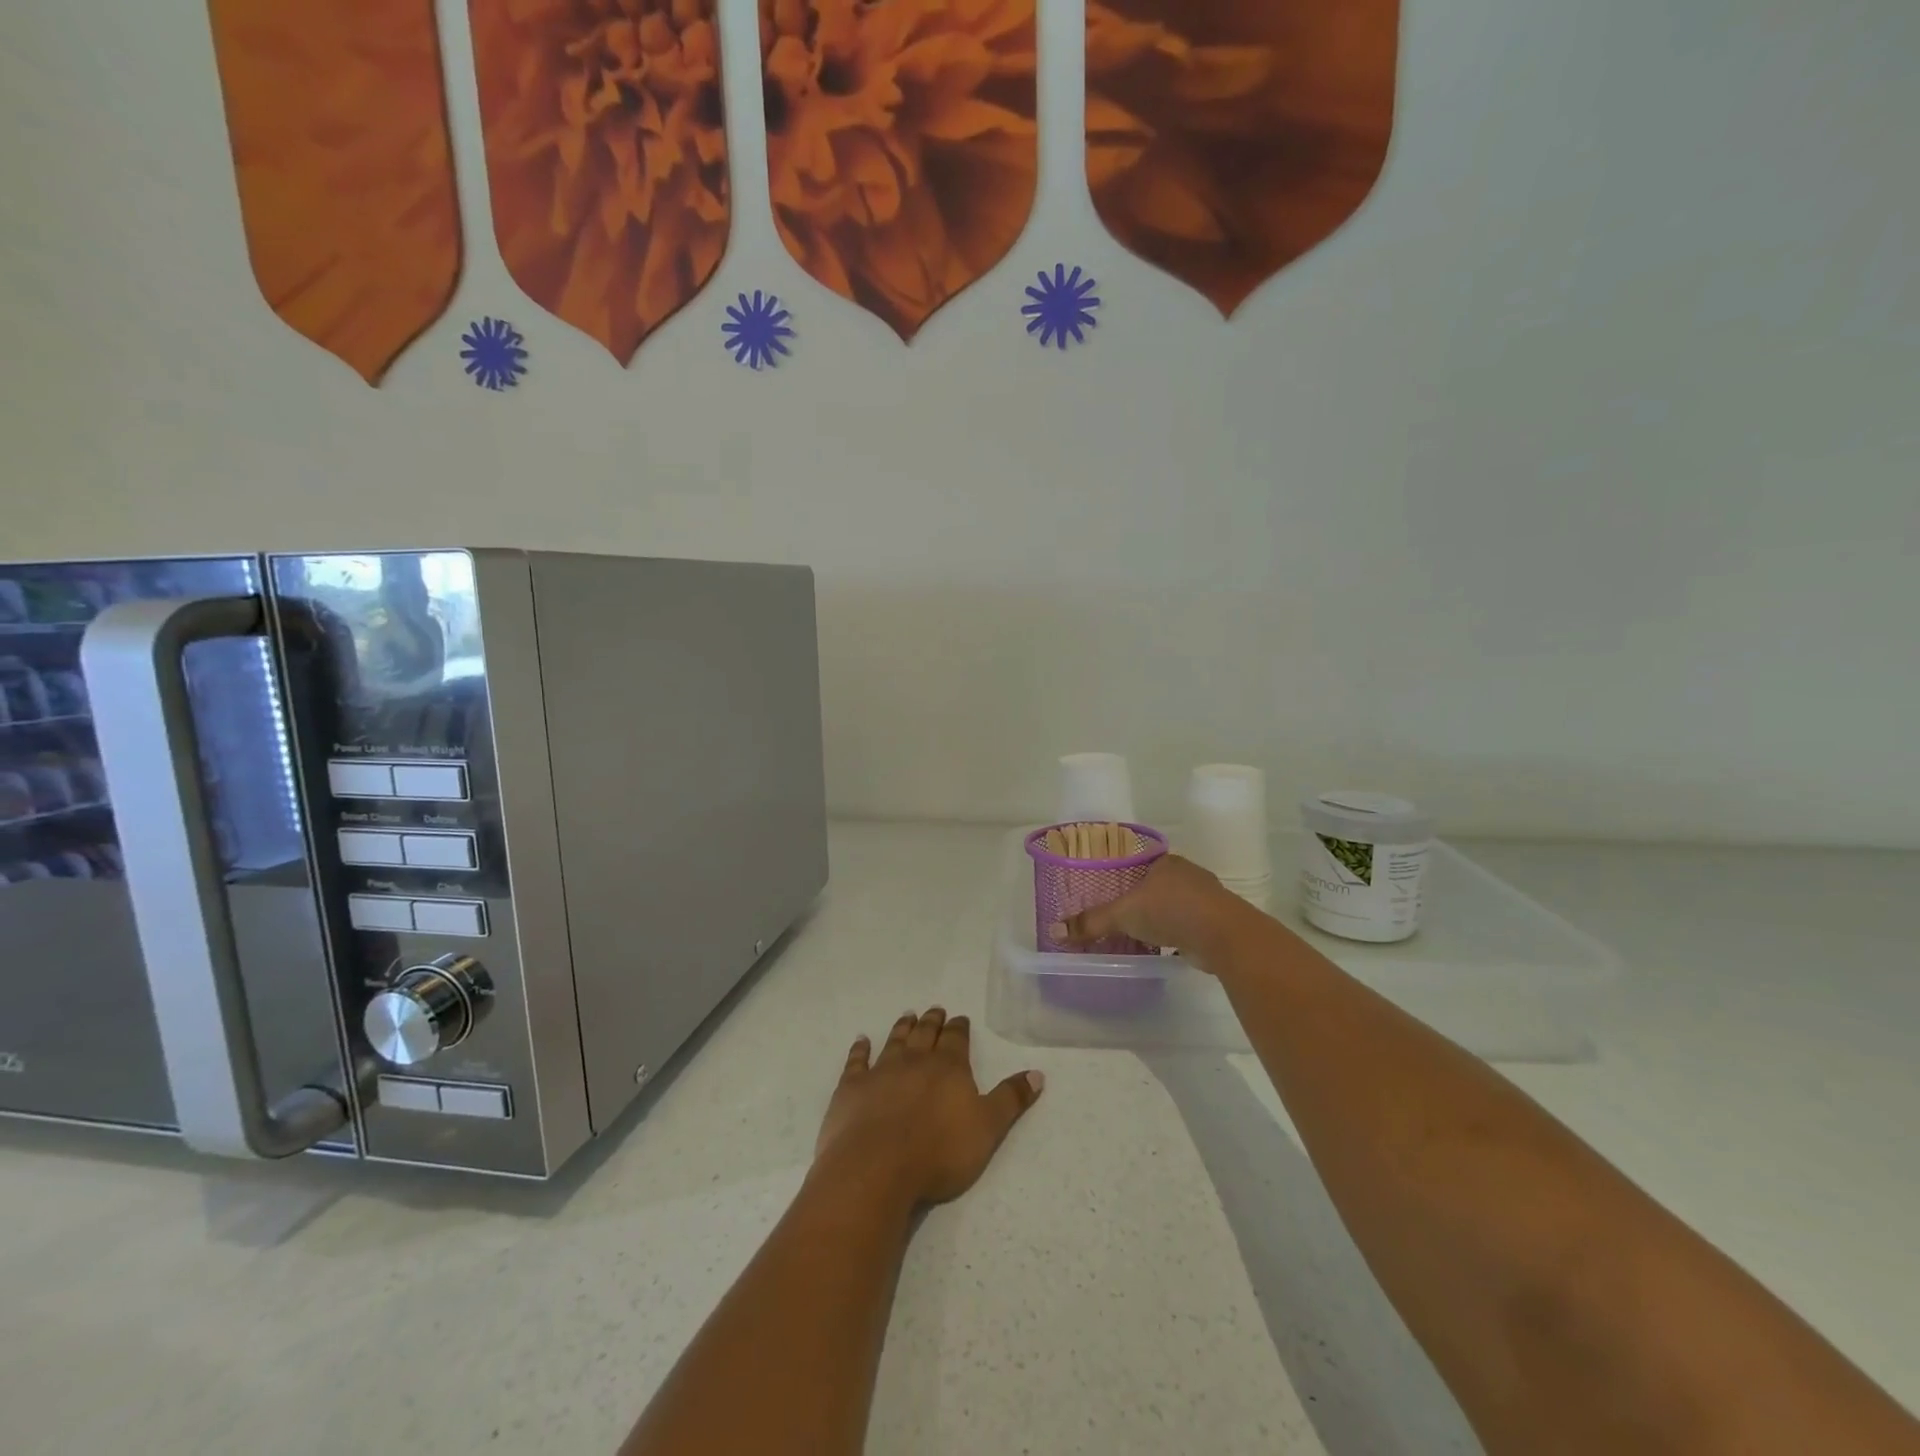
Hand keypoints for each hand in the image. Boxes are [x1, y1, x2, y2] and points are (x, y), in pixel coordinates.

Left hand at [813, 1009, 1043, 1210]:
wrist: (877, 1168)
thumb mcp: (988, 1129)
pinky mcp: (852, 1087)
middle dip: (932, 1021)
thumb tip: (1038, 1073)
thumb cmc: (939, 1152)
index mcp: (949, 1067)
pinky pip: (857, 1061)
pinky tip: (861, 1040)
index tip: (960, 1018)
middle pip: (925, 1033)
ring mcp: (881, 1071)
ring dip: (902, 1028)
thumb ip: (1011, 1099)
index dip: (959, 1028)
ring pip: (894, 1040)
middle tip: (934, 1010)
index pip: (956, 1038)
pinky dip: (860, 1049)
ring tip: (908, 1015)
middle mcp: (915, 1060)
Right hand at [1052, 854, 1262, 969]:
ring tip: (1140, 933)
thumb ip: (1091, 922)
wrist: (1224, 935)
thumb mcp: (1123, 914)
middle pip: (1159, 885)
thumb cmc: (1171, 910)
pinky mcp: (1218, 923)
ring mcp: (1207, 899)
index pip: (1141, 865)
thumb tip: (1054, 930)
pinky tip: (1166, 946)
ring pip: (1177, 906)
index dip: (1126, 878)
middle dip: (1144, 900)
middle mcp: (1188, 875)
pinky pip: (1190, 926)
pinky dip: (1178, 935)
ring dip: (1163, 918)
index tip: (1113, 892)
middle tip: (1122, 916)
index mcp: (1166, 862)